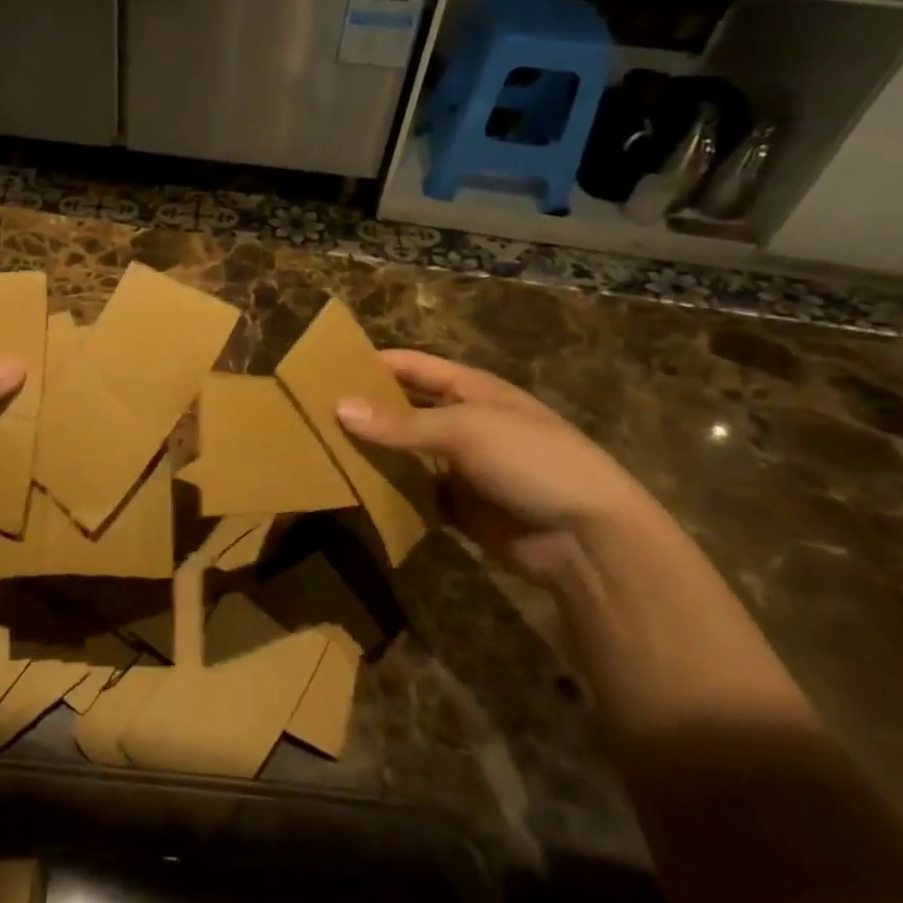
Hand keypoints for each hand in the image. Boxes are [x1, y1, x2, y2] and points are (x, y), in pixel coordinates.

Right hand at [336, 350, 669, 590]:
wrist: (589, 538)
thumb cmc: (531, 461)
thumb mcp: (465, 431)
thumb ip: (401, 423)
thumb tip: (338, 407)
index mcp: (471, 390)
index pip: (413, 366)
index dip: (373, 363)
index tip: (325, 368)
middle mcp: (463, 422)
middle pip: (404, 409)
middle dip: (365, 410)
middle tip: (313, 413)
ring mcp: (462, 466)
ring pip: (405, 453)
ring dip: (372, 453)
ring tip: (322, 451)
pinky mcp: (459, 506)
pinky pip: (414, 492)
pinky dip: (388, 491)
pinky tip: (354, 492)